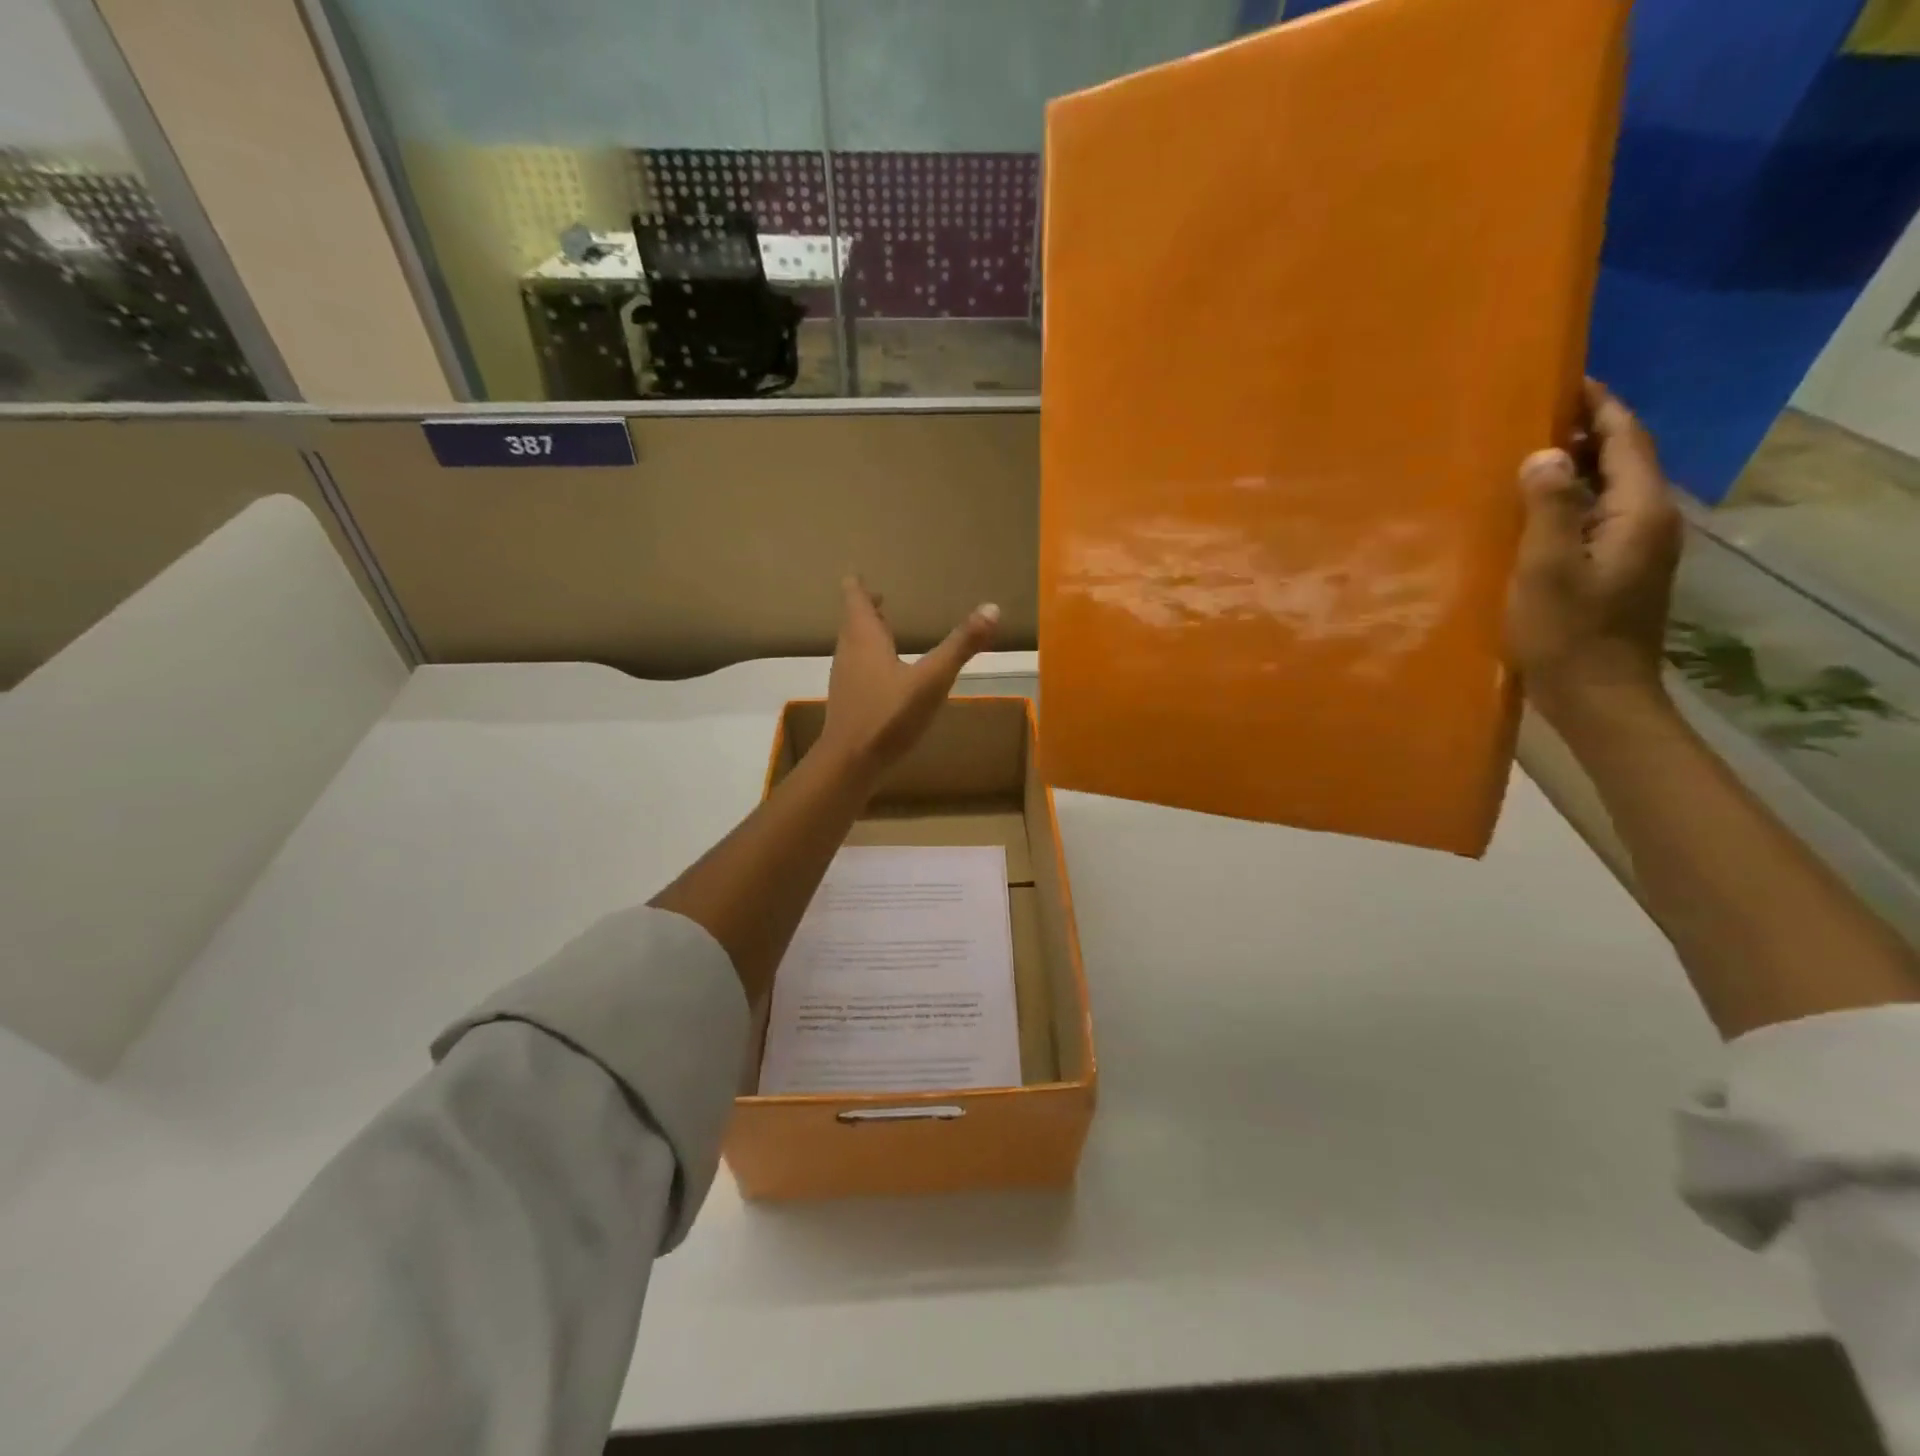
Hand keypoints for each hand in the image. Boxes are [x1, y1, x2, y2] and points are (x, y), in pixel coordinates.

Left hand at [820, 578, 998, 780]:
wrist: (850, 763)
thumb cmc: (889, 715)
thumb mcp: (932, 679)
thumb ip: (961, 645)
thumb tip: (993, 608)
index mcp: (864, 638)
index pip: (855, 599)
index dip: (858, 586)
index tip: (858, 573)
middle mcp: (849, 652)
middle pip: (853, 622)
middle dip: (866, 609)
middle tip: (878, 598)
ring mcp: (845, 679)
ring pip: (853, 647)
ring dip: (867, 635)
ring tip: (886, 631)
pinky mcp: (849, 703)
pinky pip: (858, 670)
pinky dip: (869, 661)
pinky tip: (887, 675)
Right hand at [1508, 379, 1682, 736]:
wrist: (1597, 696)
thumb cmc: (1567, 633)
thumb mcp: (1547, 568)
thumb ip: (1549, 508)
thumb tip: (1544, 455)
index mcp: (1638, 512)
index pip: (1627, 439)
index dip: (1599, 406)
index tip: (1563, 381)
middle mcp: (1647, 521)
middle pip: (1622, 460)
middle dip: (1584, 432)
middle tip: (1529, 417)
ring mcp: (1634, 549)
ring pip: (1608, 490)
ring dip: (1573, 467)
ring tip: (1523, 457)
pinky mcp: (1615, 571)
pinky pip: (1594, 518)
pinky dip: (1568, 501)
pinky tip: (1530, 510)